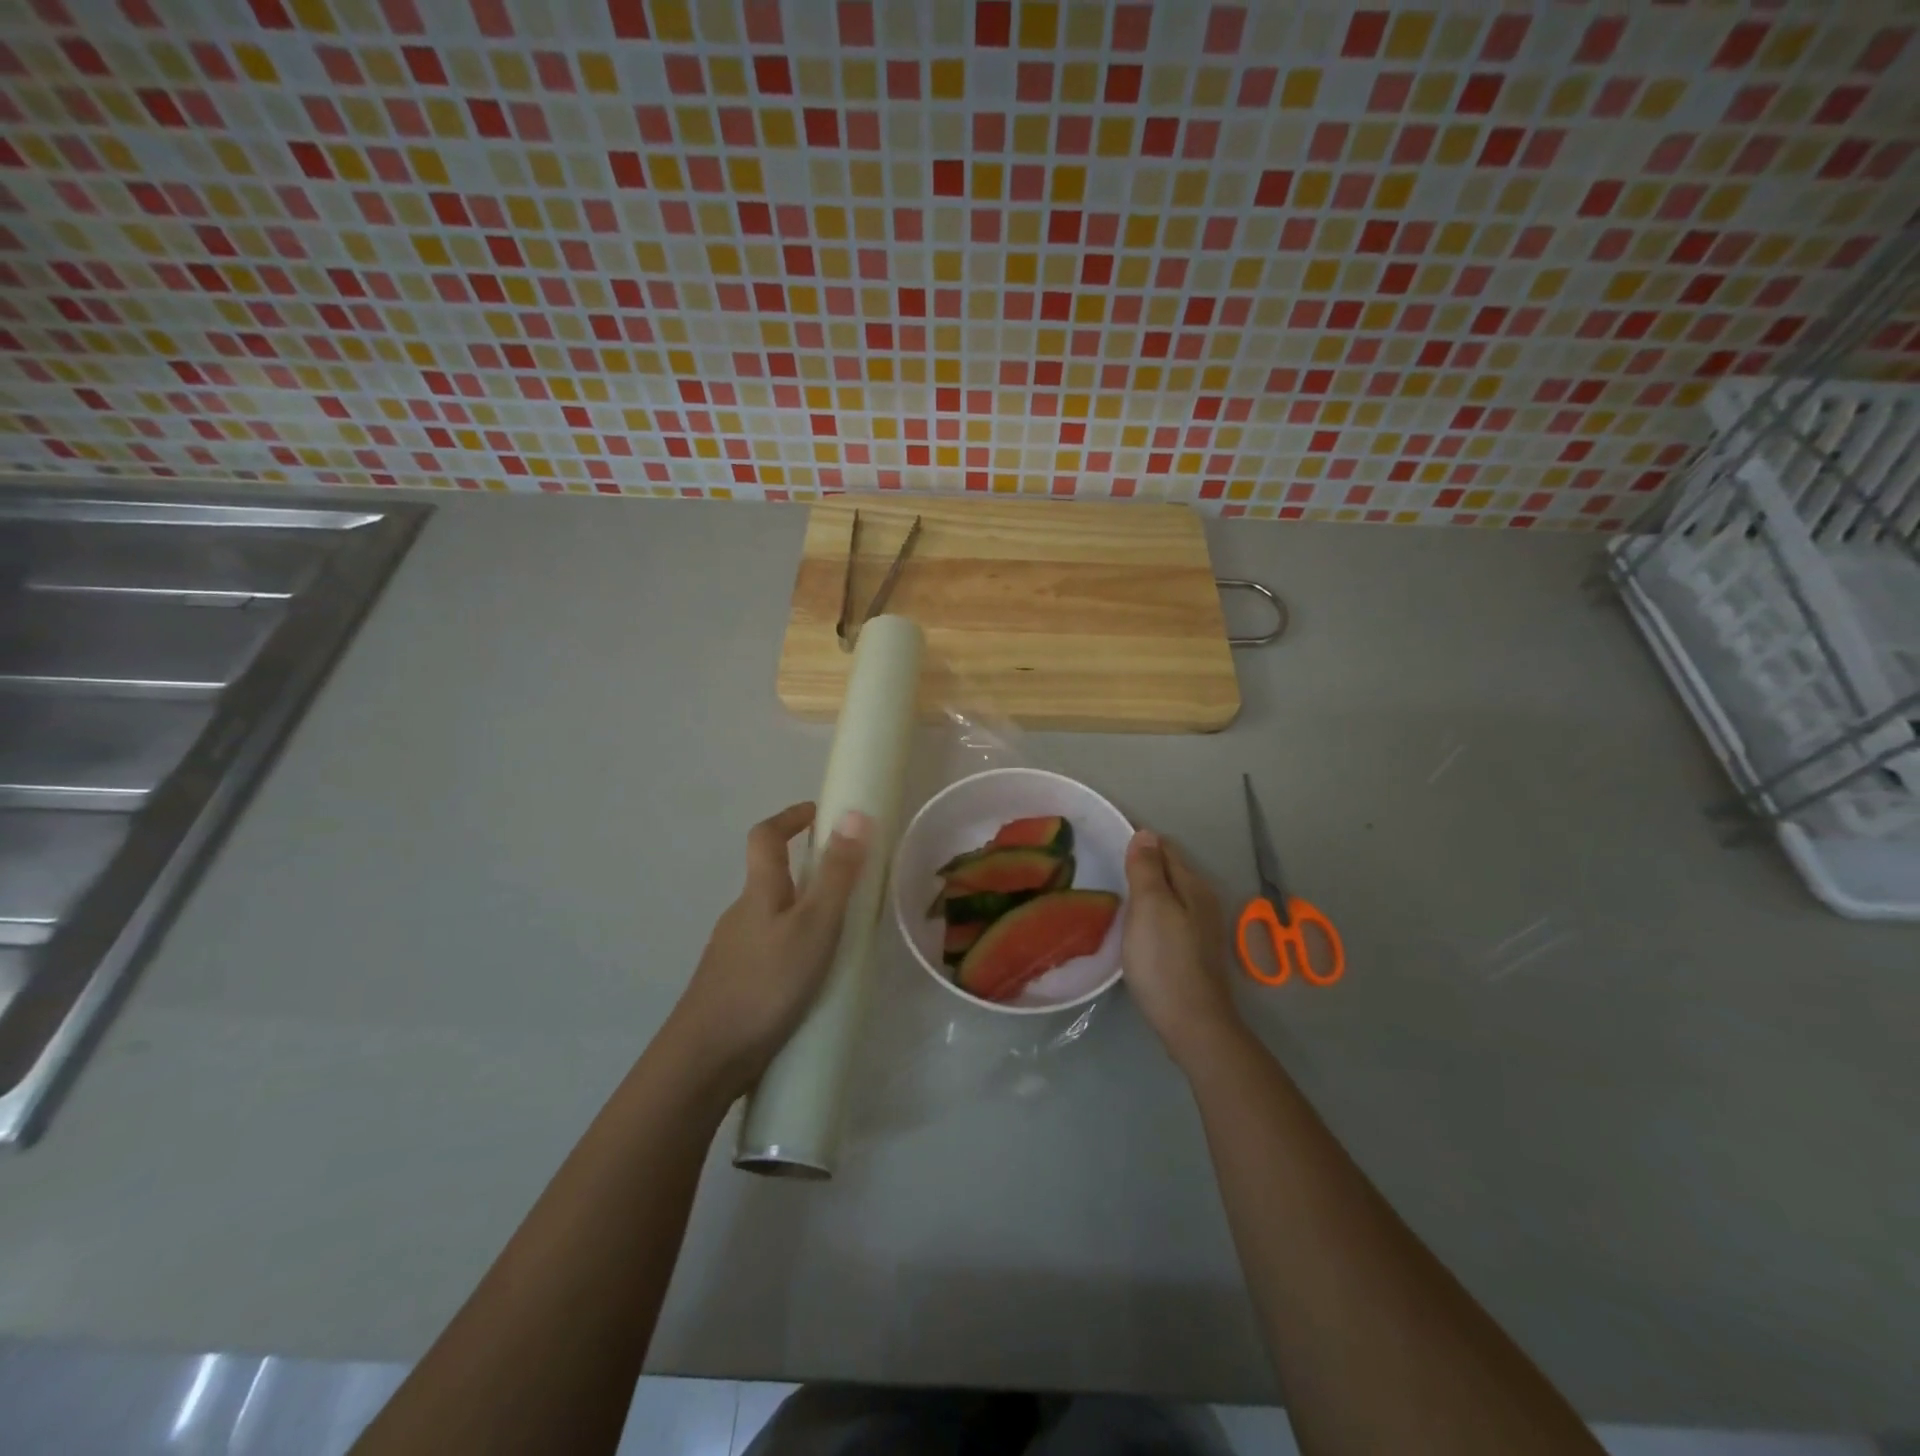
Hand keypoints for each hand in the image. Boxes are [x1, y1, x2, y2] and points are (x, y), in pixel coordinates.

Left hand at [666, 803, 870, 1099]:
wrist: (705, 1059)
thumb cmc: (766, 983)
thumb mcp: (814, 925)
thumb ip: (837, 874)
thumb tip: (854, 813)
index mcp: (760, 892)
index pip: (766, 837)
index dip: (790, 817)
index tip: (820, 812)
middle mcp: (742, 915)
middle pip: (771, 878)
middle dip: (807, 872)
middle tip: (850, 884)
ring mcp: (733, 952)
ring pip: (773, 919)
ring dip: (803, 914)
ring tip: (842, 937)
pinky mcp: (734, 985)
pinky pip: (770, 951)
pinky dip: (794, 949)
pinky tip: (813, 980)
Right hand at [1121, 829, 1240, 1066]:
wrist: (1192, 1023)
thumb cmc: (1164, 960)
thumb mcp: (1150, 907)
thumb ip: (1147, 869)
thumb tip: (1145, 833)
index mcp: (1192, 885)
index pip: (1164, 847)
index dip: (1138, 841)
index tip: (1105, 841)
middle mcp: (1201, 900)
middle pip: (1169, 870)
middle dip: (1141, 863)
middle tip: (1103, 865)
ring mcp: (1199, 928)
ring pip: (1169, 894)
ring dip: (1145, 888)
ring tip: (1113, 892)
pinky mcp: (1192, 951)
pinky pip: (1168, 916)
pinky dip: (1150, 911)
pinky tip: (1133, 924)